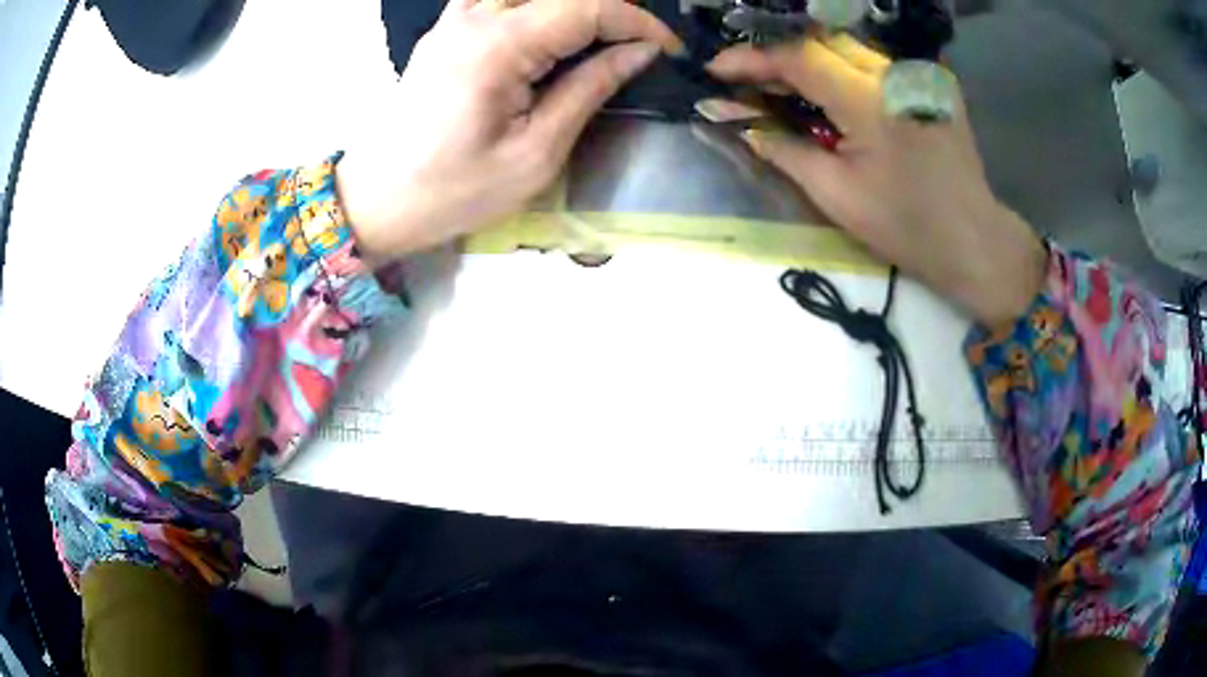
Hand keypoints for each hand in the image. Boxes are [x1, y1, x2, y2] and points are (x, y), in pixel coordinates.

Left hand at [335, 0, 681, 261]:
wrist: (379, 199)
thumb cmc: (454, 191)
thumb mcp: (535, 153)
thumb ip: (589, 89)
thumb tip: (639, 52)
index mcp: (498, 45)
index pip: (587, 7)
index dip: (638, 22)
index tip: (668, 51)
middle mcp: (475, 16)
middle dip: (612, 10)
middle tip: (640, 45)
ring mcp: (455, 18)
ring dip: (574, 7)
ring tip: (601, 38)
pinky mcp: (446, 29)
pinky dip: (536, 7)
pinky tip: (549, 33)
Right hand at [707, 37, 1045, 326]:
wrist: (973, 241)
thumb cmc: (905, 228)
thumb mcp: (836, 194)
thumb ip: (783, 149)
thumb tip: (738, 123)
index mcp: (871, 101)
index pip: (799, 56)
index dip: (752, 58)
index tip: (717, 69)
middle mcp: (896, 73)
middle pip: (822, 42)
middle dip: (779, 56)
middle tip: (749, 81)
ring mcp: (919, 74)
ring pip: (849, 48)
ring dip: (810, 61)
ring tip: (783, 86)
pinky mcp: (933, 82)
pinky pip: (876, 62)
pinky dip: (843, 69)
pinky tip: (832, 91)